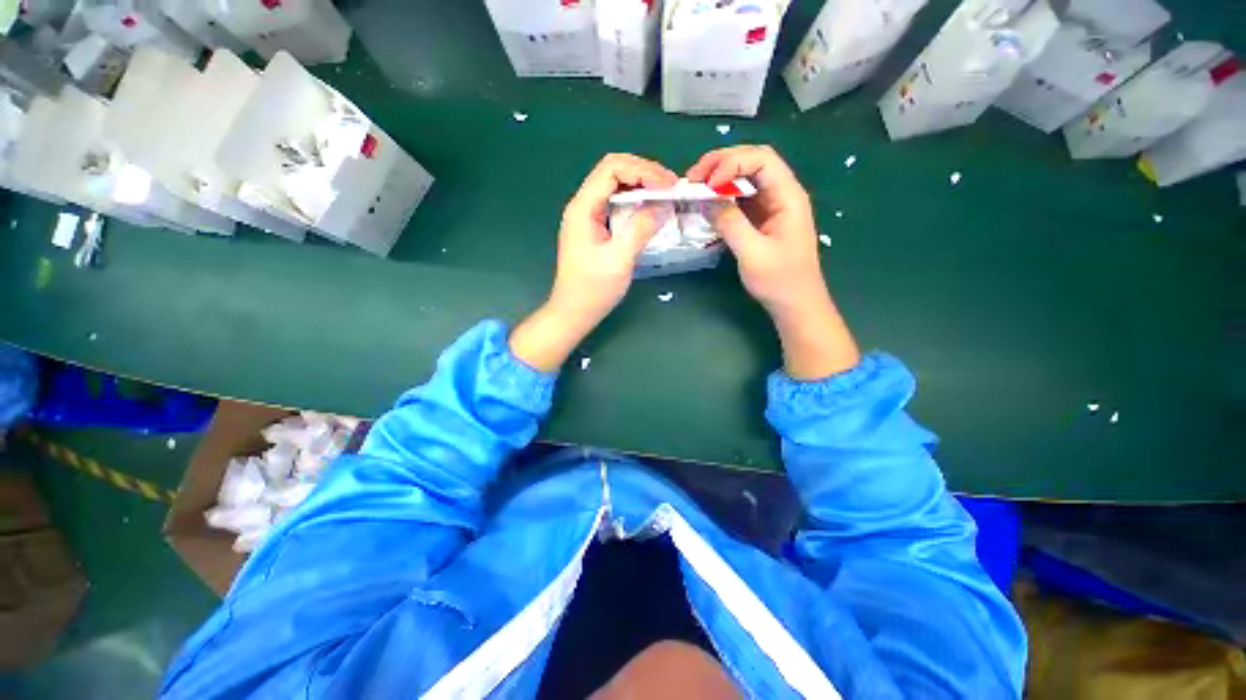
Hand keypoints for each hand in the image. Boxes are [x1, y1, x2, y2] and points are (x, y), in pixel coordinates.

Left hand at [511, 154, 677, 371]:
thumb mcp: (619, 259)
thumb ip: (640, 229)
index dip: (643, 170)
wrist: (573, 312)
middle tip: (670, 187)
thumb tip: (663, 205)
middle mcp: (583, 206)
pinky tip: (650, 210)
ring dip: (641, 186)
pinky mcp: (594, 229)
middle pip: (614, 171)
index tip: (668, 185)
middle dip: (644, 173)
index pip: (613, 169)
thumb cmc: (593, 289)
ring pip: (615, 186)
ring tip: (665, 194)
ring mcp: (588, 217)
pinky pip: (616, 204)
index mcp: (583, 208)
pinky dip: (635, 202)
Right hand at [688, 145, 859, 378]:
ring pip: (745, 178)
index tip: (706, 183)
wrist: (795, 304)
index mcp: (788, 196)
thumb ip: (730, 223)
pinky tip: (707, 203)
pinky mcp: (761, 219)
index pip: (762, 160)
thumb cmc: (779, 281)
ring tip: (695, 187)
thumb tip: (705, 199)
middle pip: (752, 162)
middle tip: (693, 178)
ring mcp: (771, 206)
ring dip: (719, 178)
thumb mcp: (752, 253)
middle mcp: (781, 194)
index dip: (731, 162)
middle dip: (721, 163)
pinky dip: (722, 196)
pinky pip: (740, 198)